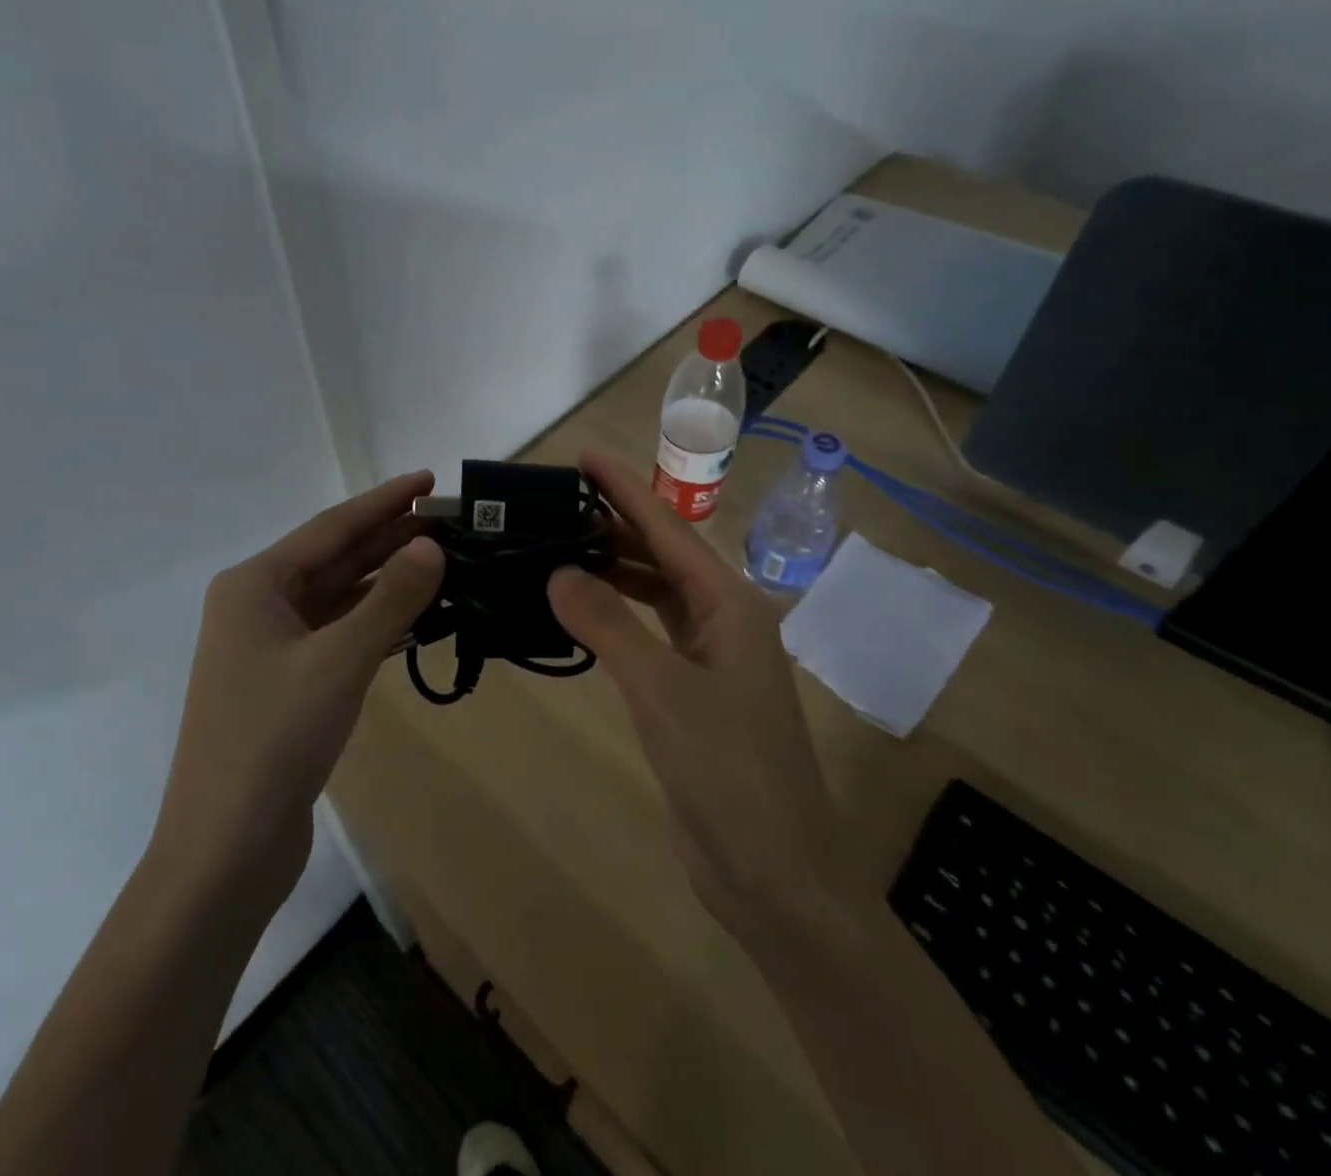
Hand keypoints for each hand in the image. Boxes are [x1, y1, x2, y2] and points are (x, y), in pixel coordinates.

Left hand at [154, 472, 444, 916]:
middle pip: (335, 558)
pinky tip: (416, 615)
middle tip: (449, 520)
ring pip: (339, 597)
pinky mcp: (288, 684)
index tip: (429, 479)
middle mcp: (258, 606)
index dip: (384, 502)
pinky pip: (339, 634)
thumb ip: (390, 600)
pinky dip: (376, 621)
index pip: (331, 528)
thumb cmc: (274, 740)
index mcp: (254, 585)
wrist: (225, 849)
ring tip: (442, 560)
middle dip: (390, 538)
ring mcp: (271, 647)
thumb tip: (432, 546)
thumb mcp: (339, 661)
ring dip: (387, 580)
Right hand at [548, 453, 862, 940]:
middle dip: (613, 526)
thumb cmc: (728, 771)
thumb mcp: (661, 690)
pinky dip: (617, 618)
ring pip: (655, 596)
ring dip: (613, 571)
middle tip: (555, 505)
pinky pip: (649, 636)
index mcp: (730, 605)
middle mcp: (724, 621)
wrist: (775, 874)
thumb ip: (608, 624)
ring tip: (559, 548)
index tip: (583, 456)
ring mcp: (710, 659)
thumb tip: (558, 571)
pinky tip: (582, 613)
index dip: (623, 489)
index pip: (666, 530)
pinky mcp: (693, 694)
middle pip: (662, 556)